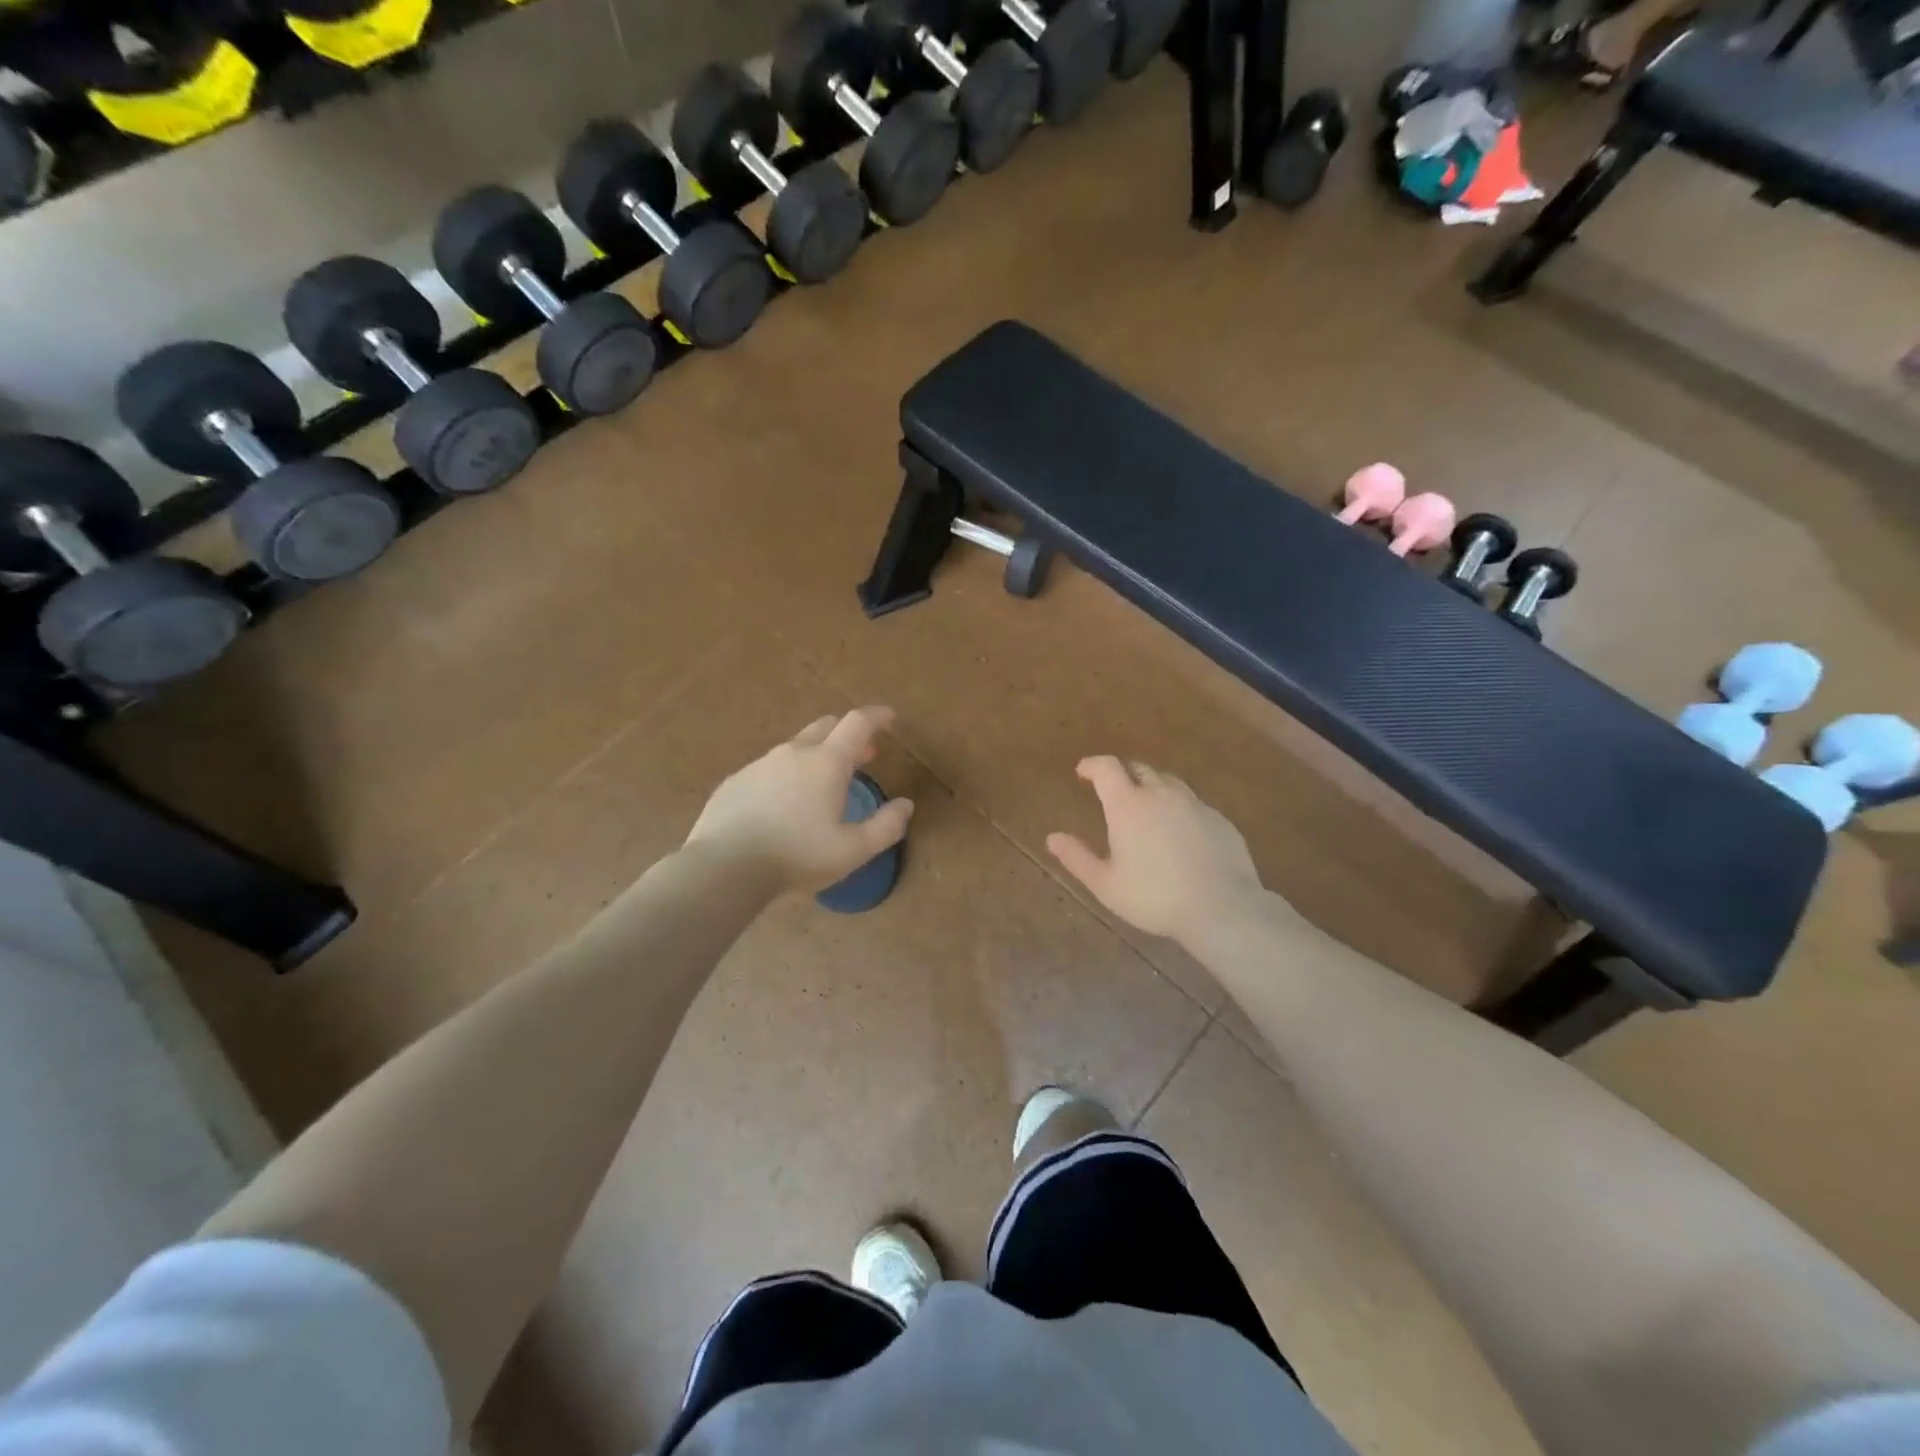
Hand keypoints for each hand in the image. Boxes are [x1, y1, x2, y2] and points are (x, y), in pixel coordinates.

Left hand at [686, 707, 914, 893]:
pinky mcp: (735, 781)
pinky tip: (784, 804)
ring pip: (795, 747)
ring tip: (823, 784)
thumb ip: (886, 826)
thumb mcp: (853, 850)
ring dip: (816, 755)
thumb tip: (906, 805)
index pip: (857, 723)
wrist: (724, 868)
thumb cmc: (797, 856)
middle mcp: (793, 753)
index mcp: (827, 762)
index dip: (877, 716)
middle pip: (826, 726)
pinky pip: (769, 769)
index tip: (889, 717)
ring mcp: (760, 764)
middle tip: (862, 754)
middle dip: (848, 734)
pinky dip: (787, 775)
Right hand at [1047, 757, 1264, 944]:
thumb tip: (1052, 837)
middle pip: (1138, 769)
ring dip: (1152, 787)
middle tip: (1114, 791)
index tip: (1083, 771)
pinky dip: (1178, 808)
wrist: (1222, 908)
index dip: (1092, 765)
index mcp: (1128, 805)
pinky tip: (1179, 832)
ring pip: (1168, 783)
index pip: (1107, 767)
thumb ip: (1077, 858)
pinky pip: (1192, 803)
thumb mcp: (1106, 885)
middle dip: (1122, 774)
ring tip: (1147, 808)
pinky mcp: (1219, 818)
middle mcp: (1161, 795)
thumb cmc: (1155, 897)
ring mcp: (1194, 804)